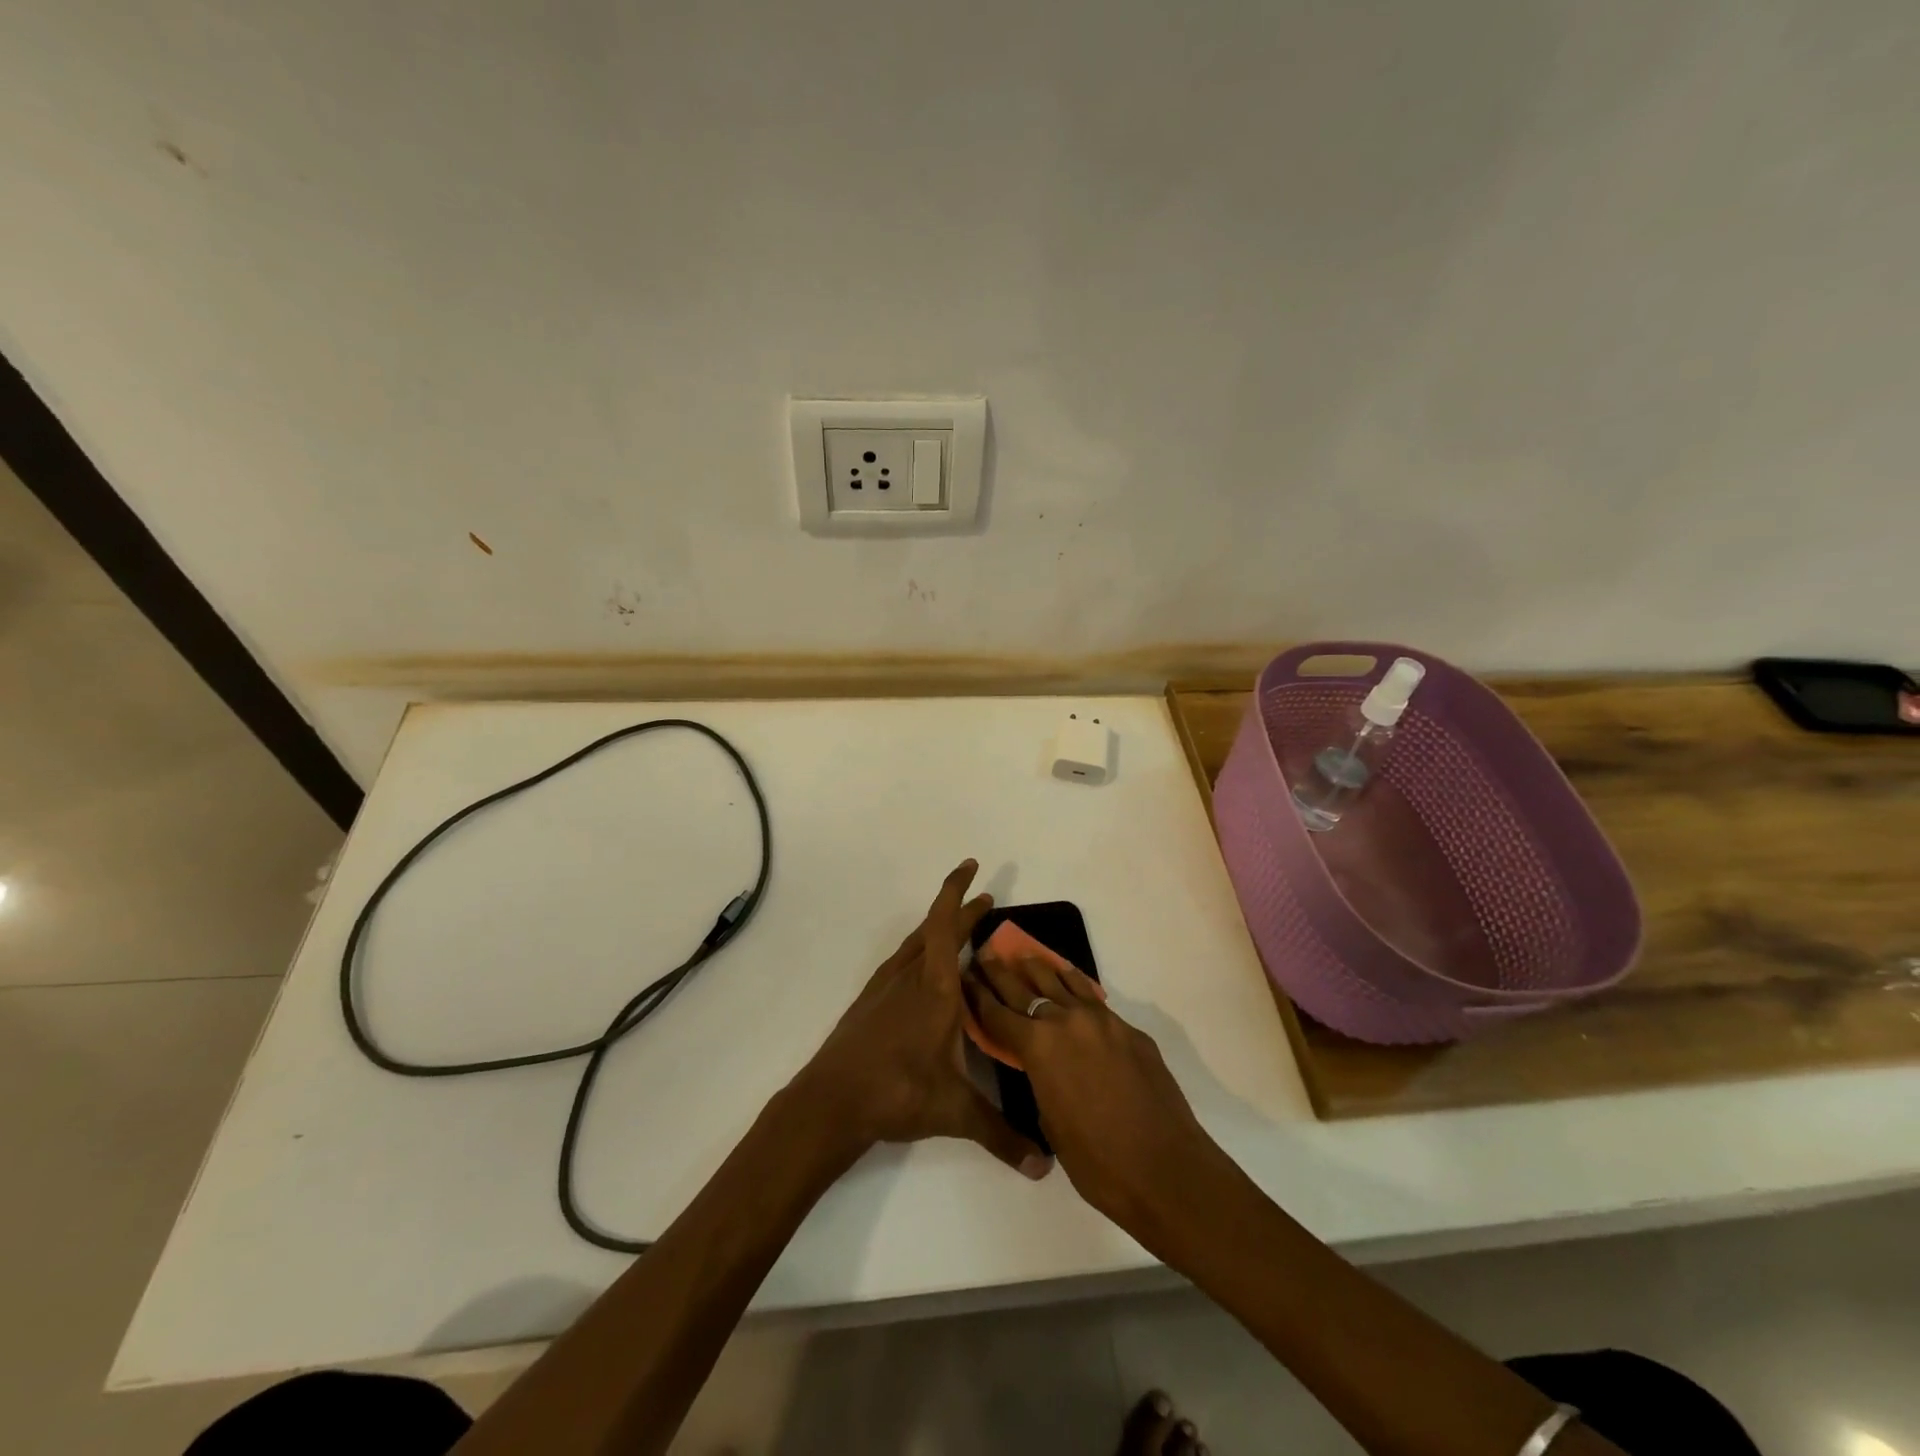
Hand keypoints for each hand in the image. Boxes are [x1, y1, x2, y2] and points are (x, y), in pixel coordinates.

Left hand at [790, 861, 1050, 1178]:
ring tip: (960, 931)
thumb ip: (1001, 1135)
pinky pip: (902, 962)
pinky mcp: (870, 1002)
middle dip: (963, 912)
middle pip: (937, 930)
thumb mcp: (955, 1113)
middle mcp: (911, 977)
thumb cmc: (896, 1093)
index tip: (971, 866)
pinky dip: (920, 952)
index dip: (958, 891)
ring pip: (917, 945)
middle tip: (986, 900)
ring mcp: (885, 987)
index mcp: (935, 988)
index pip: (947, 925)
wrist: (830, 1102)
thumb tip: (1044, 1166)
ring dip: (940, 930)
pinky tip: (923, 970)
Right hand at [964, 948, 1229, 1240]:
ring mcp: (1102, 1021)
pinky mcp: (1129, 1030)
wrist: (1166, 1168)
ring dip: (1040, 970)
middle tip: (986, 954)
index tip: (965, 977)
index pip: (998, 1014)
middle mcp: (1067, 1021)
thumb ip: (1041, 1082)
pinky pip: (1093, 999)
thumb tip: (1044, 1066)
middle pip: (1026, 989)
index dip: (978, 996)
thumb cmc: (1098, 1161)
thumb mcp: (1051, 1123)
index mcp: (1039, 1047)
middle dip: (1002, 973)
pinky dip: (1076, 986)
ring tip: (1026, 957)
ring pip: (1063, 983)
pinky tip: (1070, 981)